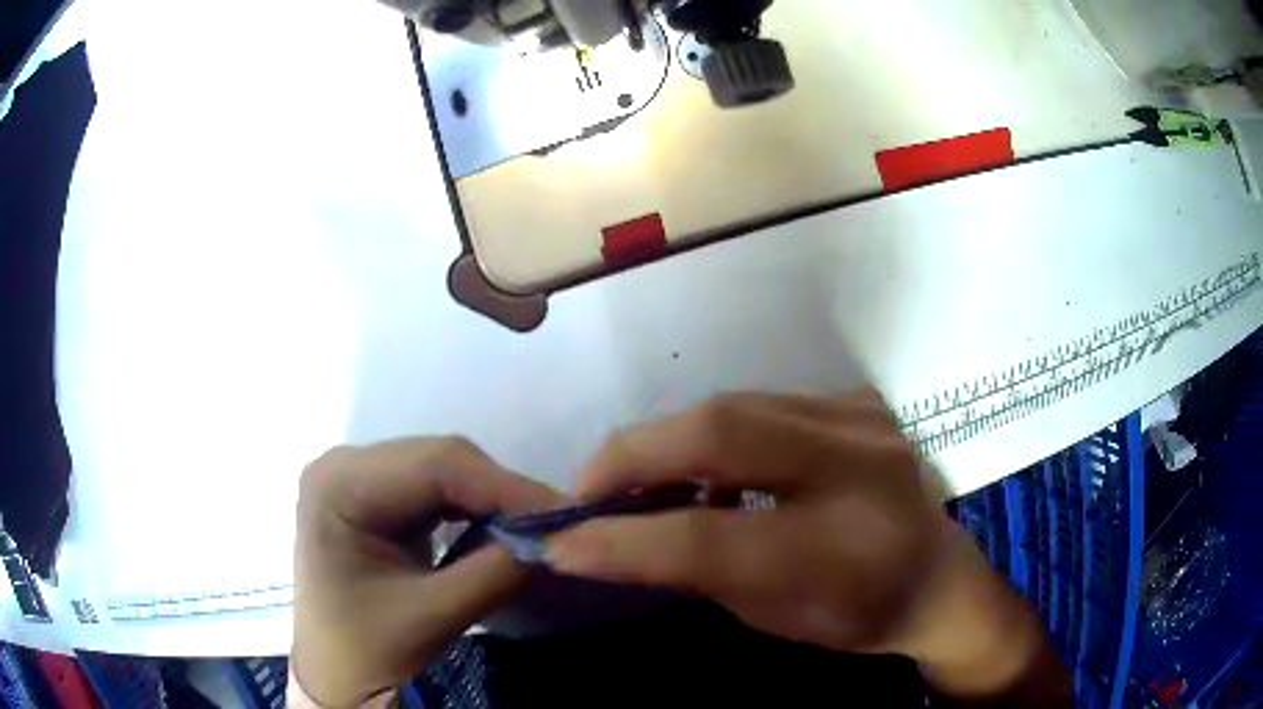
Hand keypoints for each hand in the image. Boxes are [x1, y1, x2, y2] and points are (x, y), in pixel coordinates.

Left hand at [293, 437, 564, 707]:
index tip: (564, 514)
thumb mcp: (430, 617)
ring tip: (536, 527)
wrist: (335, 674)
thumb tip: (555, 540)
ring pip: (443, 469)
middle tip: (558, 524)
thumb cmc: (365, 650)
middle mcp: (344, 465)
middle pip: (439, 459)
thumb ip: (494, 574)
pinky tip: (499, 528)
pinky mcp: (375, 497)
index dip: (505, 486)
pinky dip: (474, 507)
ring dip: (492, 497)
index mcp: (338, 485)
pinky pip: (435, 488)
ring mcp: (358, 478)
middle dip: (502, 491)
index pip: (434, 465)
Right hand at [546, 390, 1064, 699]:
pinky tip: (703, 463)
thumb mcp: (775, 617)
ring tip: (638, 476)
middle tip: (590, 484)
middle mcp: (860, 470)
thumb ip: (698, 570)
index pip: (712, 539)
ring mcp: (864, 421)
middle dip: (635, 453)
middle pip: (723, 431)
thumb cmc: (857, 614)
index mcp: (843, 552)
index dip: (625, 540)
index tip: (561, 544)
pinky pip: (763, 403)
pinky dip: (714, 432)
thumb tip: (614, 535)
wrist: (936, 575)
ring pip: (735, 405)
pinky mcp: (859, 401)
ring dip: (670, 439)